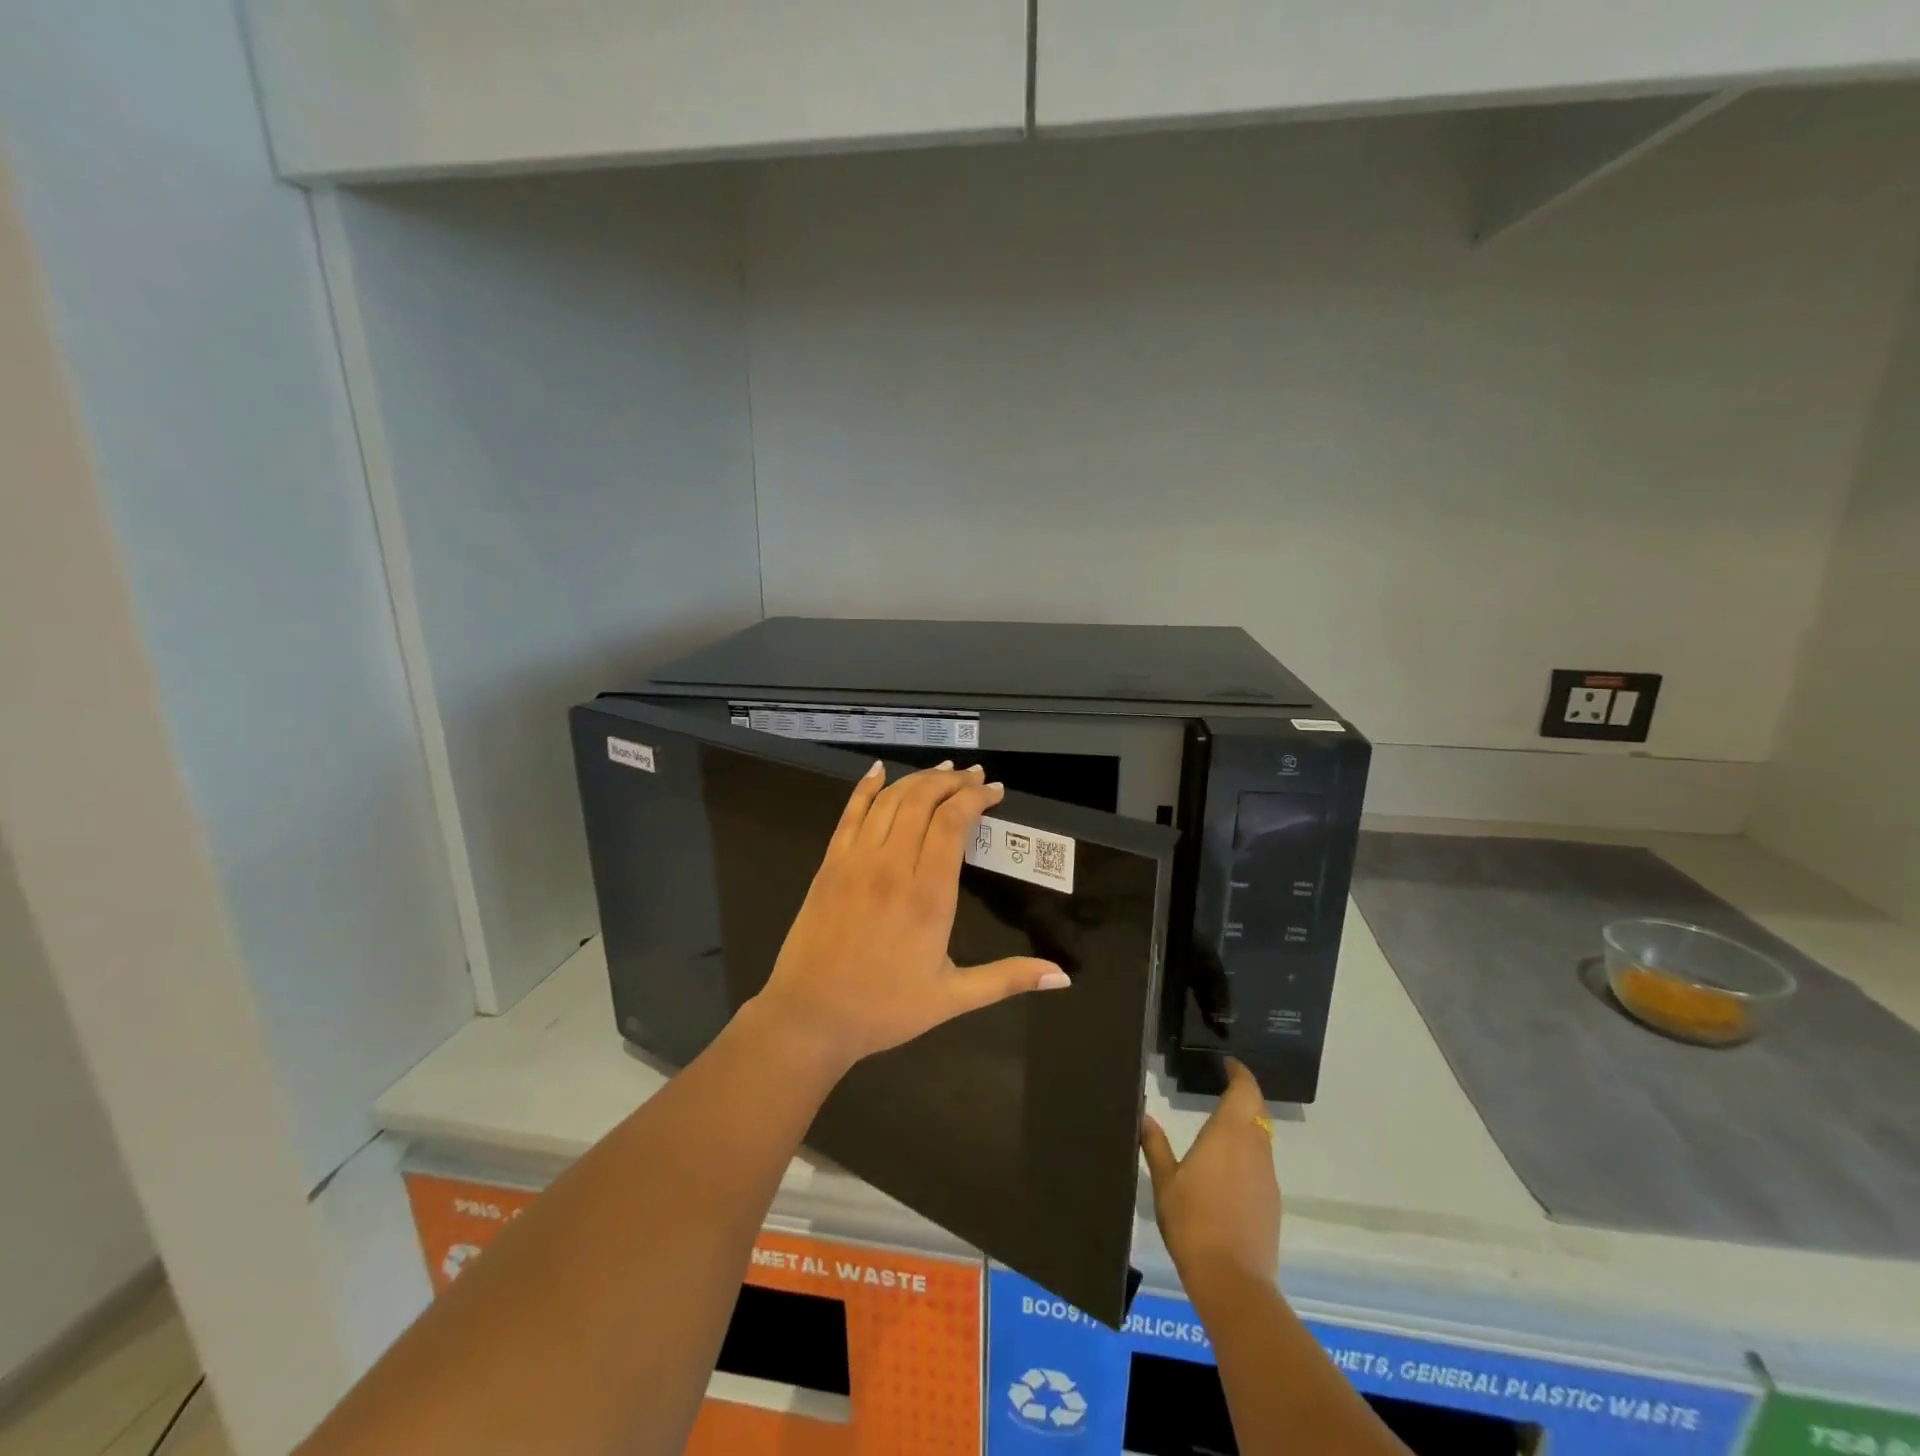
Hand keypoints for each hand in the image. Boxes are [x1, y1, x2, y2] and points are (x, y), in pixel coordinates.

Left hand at [747, 761, 1068, 1074]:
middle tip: (974, 776)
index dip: (975, 798)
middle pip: (923, 801)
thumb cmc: (884, 1009)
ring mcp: (856, 861)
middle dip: (952, 781)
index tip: (995, 791)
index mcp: (928, 896)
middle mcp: (892, 867)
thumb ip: (1007, 979)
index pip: (953, 823)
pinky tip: (879, 771)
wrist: (810, 1017)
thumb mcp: (952, 998)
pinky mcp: (830, 864)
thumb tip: (1063, 978)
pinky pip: (849, 813)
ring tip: (942, 770)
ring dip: (918, 778)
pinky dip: (866, 788)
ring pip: (890, 801)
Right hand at [1141, 1059, 1280, 1292]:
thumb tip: (1144, 1116)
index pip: (1245, 1090)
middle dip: (1244, 1096)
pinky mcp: (1272, 1202)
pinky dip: (1248, 1155)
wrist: (1232, 1281)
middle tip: (1222, 1090)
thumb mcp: (1164, 1181)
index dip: (1240, 1073)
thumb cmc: (1193, 1221)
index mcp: (1229, 1133)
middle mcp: (1254, 1147)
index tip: (1227, 1064)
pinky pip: (1261, 1164)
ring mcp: (1266, 1176)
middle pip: (1257, 1110)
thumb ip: (1155, 1145)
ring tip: (1220, 1128)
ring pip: (1261, 1138)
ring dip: (1246, 1126)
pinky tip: (1227, 1170)